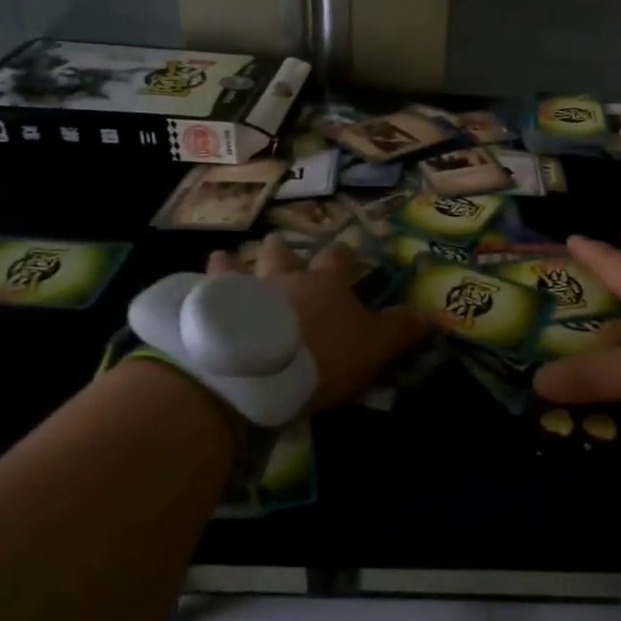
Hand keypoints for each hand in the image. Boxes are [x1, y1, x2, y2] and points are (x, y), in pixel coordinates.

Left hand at [208, 237, 426, 411]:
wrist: (255, 370)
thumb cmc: (322, 355)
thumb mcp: (373, 347)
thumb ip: (399, 329)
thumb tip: (428, 315)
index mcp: (326, 282)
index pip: (340, 259)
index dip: (344, 257)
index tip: (346, 257)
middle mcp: (285, 276)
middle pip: (284, 253)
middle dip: (284, 251)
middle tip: (280, 251)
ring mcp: (243, 289)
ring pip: (238, 265)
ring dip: (234, 263)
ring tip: (226, 258)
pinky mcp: (209, 308)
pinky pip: (201, 291)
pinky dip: (198, 288)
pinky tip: (192, 289)